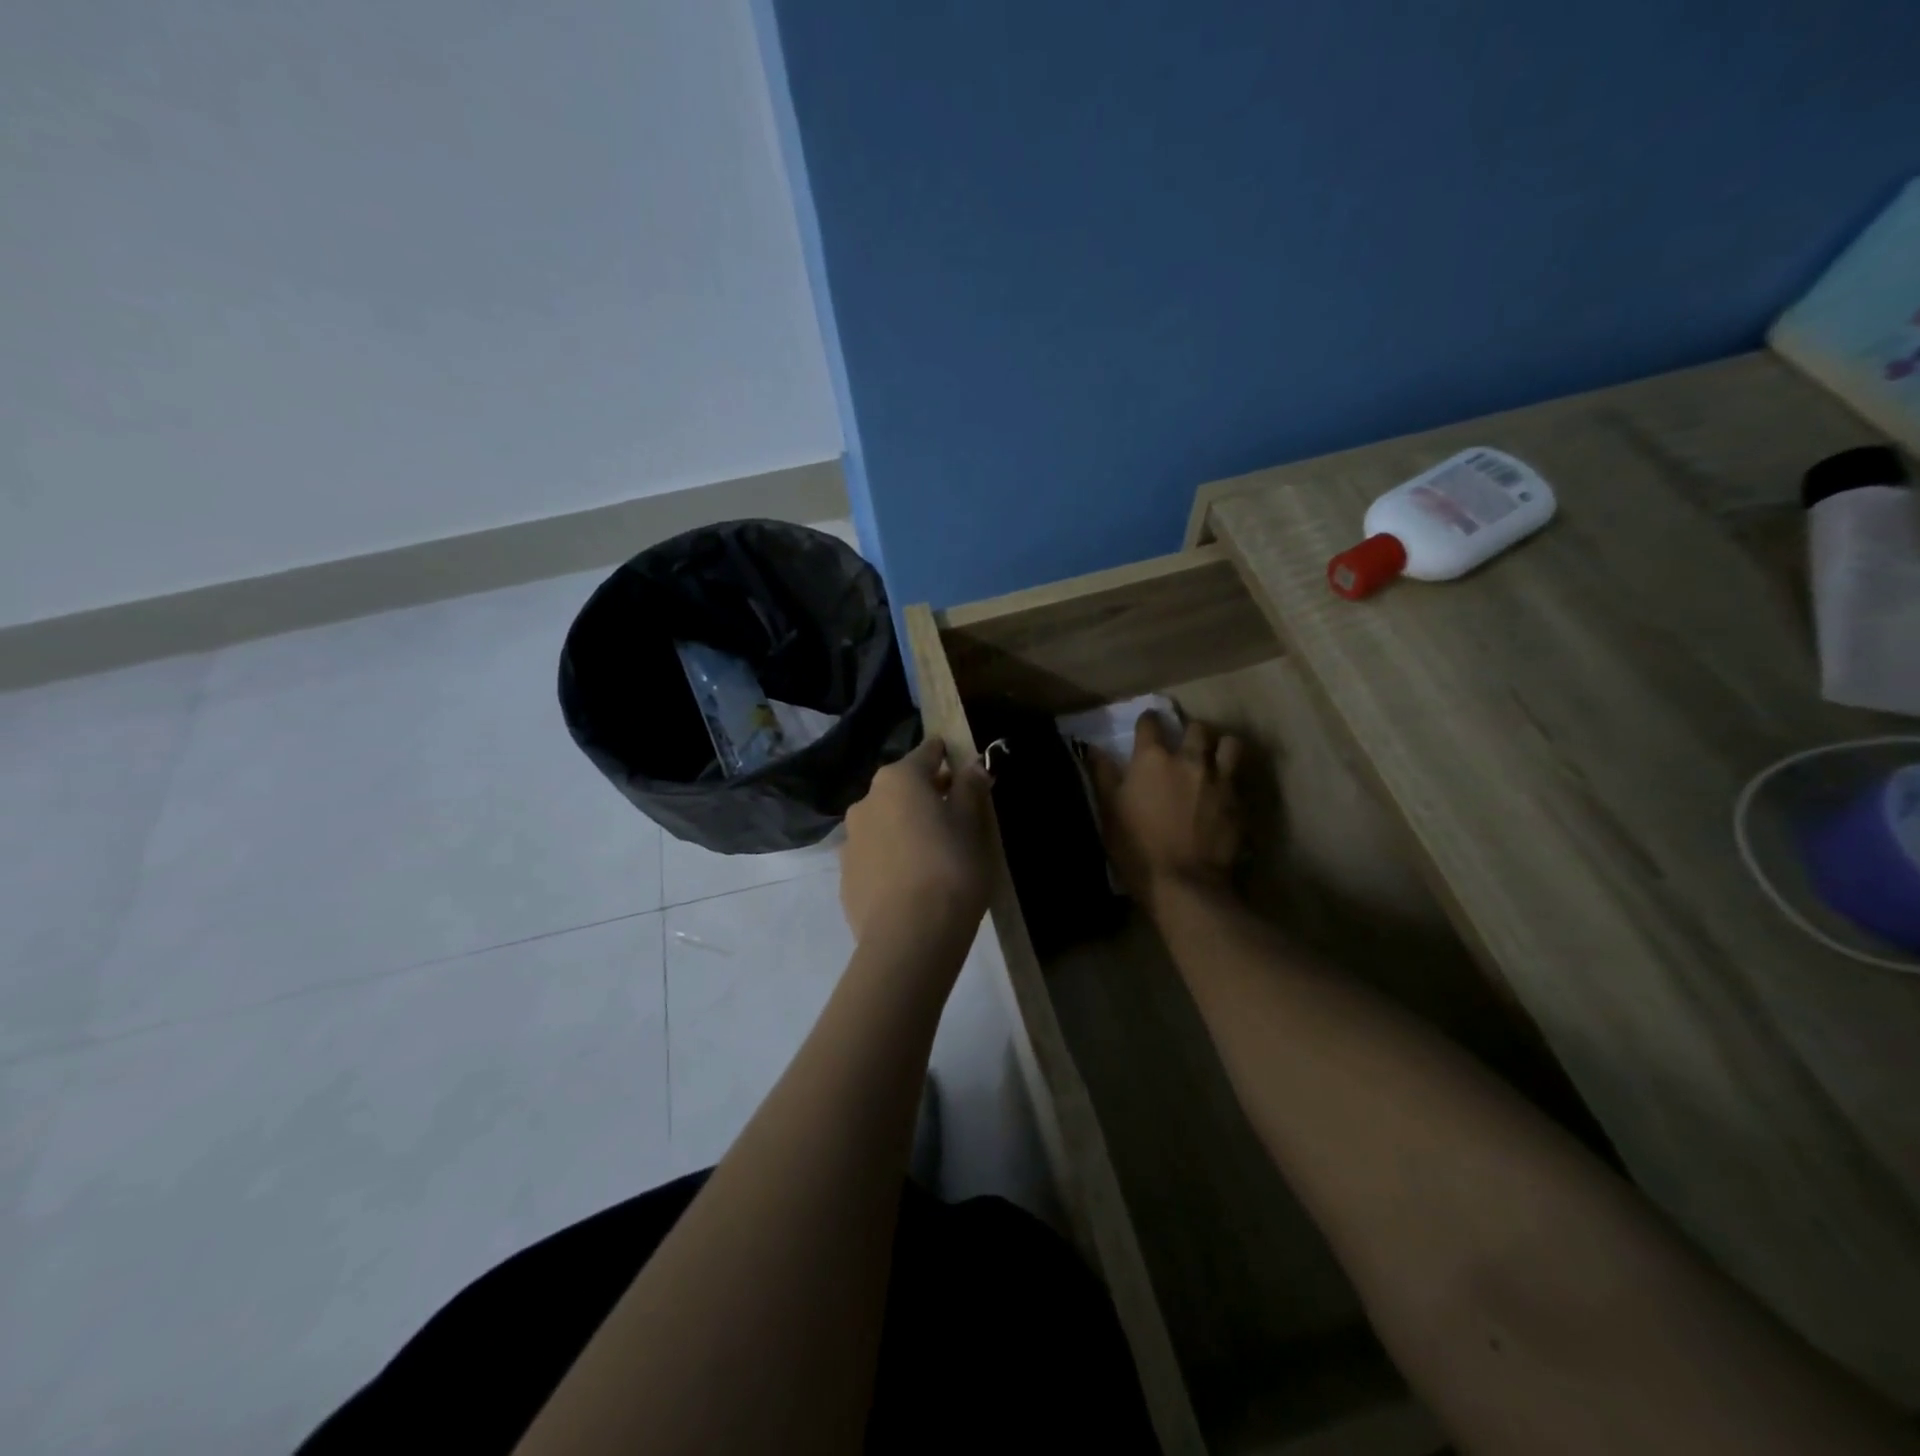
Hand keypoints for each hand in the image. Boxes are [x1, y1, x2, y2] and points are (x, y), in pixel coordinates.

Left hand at [839, 736, 992, 941]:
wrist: (909, 938)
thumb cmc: (950, 869)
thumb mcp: (972, 825)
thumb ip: (971, 788)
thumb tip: (973, 764)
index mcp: (898, 780)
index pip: (926, 753)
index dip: (944, 755)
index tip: (959, 762)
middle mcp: (866, 802)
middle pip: (901, 788)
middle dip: (925, 794)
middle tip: (954, 812)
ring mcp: (850, 841)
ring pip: (883, 822)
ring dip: (904, 826)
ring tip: (932, 852)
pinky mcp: (846, 878)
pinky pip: (874, 856)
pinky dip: (891, 858)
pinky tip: (910, 882)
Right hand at [1092, 713, 1243, 909]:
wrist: (1183, 884)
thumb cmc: (1136, 847)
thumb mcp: (1109, 811)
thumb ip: (1103, 775)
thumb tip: (1093, 748)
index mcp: (1153, 759)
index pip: (1151, 722)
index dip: (1147, 722)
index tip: (1146, 727)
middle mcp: (1190, 759)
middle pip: (1197, 728)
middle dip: (1190, 732)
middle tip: (1183, 746)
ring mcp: (1219, 780)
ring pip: (1230, 745)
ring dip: (1221, 747)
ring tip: (1214, 760)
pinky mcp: (1239, 803)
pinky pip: (1240, 780)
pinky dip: (1231, 781)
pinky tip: (1223, 794)